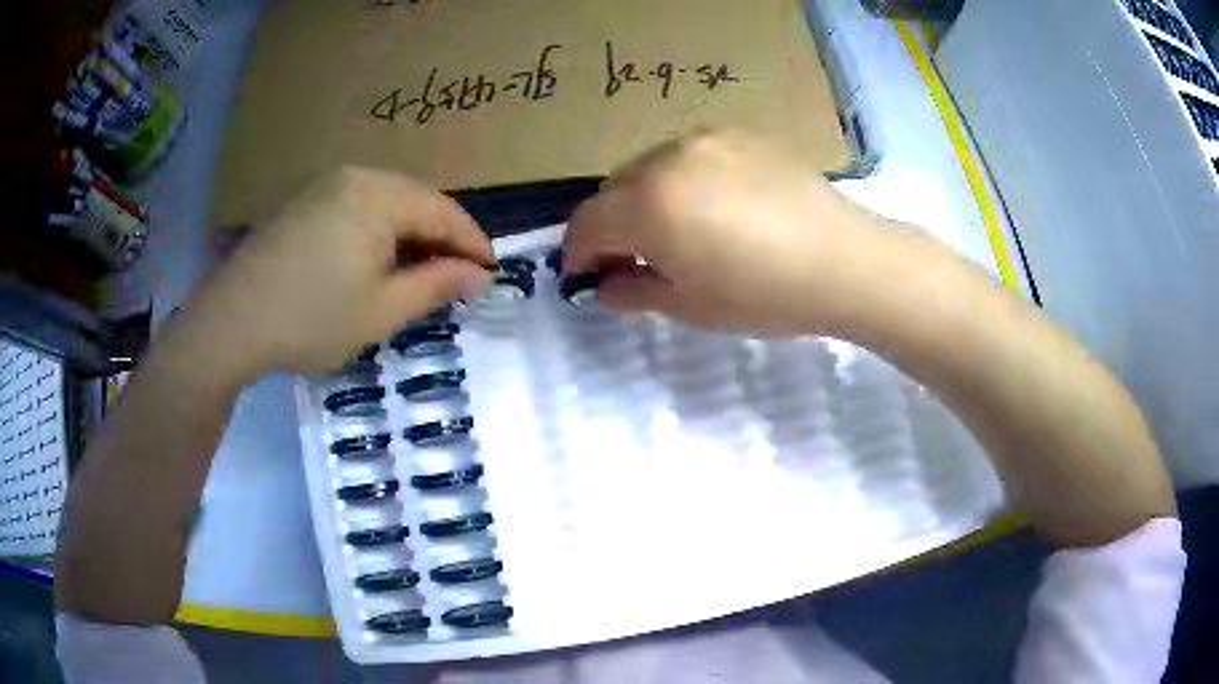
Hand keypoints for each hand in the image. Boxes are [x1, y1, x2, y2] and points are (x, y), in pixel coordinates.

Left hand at [186, 166, 494, 376]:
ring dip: (410, 235)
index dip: (473, 243)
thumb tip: (480, 275)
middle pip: (416, 200)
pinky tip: (377, 261)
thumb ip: (436, 286)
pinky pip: (359, 207)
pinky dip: (379, 232)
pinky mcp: (305, 201)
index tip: (490, 274)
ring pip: (387, 203)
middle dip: (441, 239)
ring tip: (419, 273)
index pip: (444, 211)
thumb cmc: (310, 319)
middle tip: (457, 278)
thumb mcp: (382, 311)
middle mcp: (355, 175)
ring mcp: (325, 184)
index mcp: (378, 194)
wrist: (231, 321)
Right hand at [563, 130, 885, 336]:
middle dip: (611, 225)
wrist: (844, 261)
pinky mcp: (738, 134)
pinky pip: (689, 155)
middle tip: (633, 259)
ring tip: (677, 230)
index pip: (587, 224)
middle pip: (613, 190)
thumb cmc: (765, 295)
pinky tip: (714, 206)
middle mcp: (667, 159)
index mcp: (649, 206)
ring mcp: (705, 140)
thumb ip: (633, 292)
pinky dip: (681, 180)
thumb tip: (604, 285)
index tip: (585, 276)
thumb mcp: (690, 307)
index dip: (578, 253)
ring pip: (648, 167)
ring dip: (644, 199)